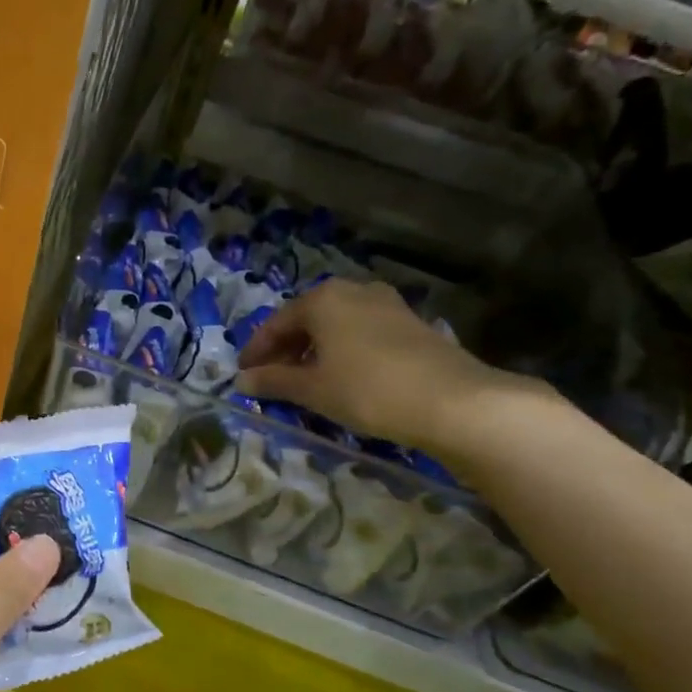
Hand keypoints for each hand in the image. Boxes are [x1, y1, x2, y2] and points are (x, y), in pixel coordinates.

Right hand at [236, 279, 547, 455]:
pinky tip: (341, 376)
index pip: (276, 323)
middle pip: (306, 319)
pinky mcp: (409, 323)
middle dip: (285, 349)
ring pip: (335, 325)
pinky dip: (341, 350)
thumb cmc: (366, 389)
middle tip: (270, 378)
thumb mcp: (311, 389)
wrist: (450, 400)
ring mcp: (386, 304)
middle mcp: (353, 291)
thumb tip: (241, 381)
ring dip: (314, 350)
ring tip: (304, 380)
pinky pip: (360, 332)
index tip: (243, 375)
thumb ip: (273, 381)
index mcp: (322, 299)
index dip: (256, 351)